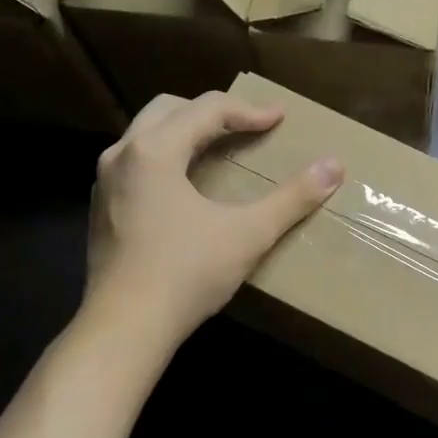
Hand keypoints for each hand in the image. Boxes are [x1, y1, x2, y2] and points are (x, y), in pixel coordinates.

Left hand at [82, 92, 342, 342]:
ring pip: (146, 136)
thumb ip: (292, 198)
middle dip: (210, 112)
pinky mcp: (102, 210)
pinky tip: (186, 188)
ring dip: (185, 133)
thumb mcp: (248, 234)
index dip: (248, 111)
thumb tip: (334, 166)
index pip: (206, 110)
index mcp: (154, 150)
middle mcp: (122, 155)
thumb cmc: (187, 274)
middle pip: (168, 109)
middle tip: (246, 127)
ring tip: (218, 150)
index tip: (280, 118)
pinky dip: (166, 160)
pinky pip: (136, 165)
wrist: (125, 327)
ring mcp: (105, 184)